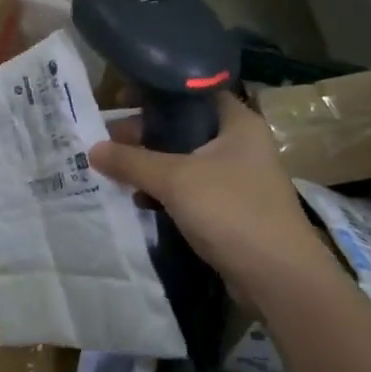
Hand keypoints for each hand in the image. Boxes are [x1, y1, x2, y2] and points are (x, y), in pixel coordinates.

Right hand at [89, 94, 328, 295]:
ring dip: (153, 165)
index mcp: (237, 122)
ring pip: (185, 160)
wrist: (279, 279)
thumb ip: (131, 161)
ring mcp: (237, 177)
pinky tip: (141, 201)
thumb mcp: (175, 179)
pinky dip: (167, 192)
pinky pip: (191, 189)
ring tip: (118, 171)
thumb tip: (91, 149)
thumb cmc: (231, 211)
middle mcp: (240, 143)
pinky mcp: (231, 208)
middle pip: (184, 127)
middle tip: (111, 141)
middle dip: (146, 134)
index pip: (191, 92)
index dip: (155, 93)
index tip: (120, 99)